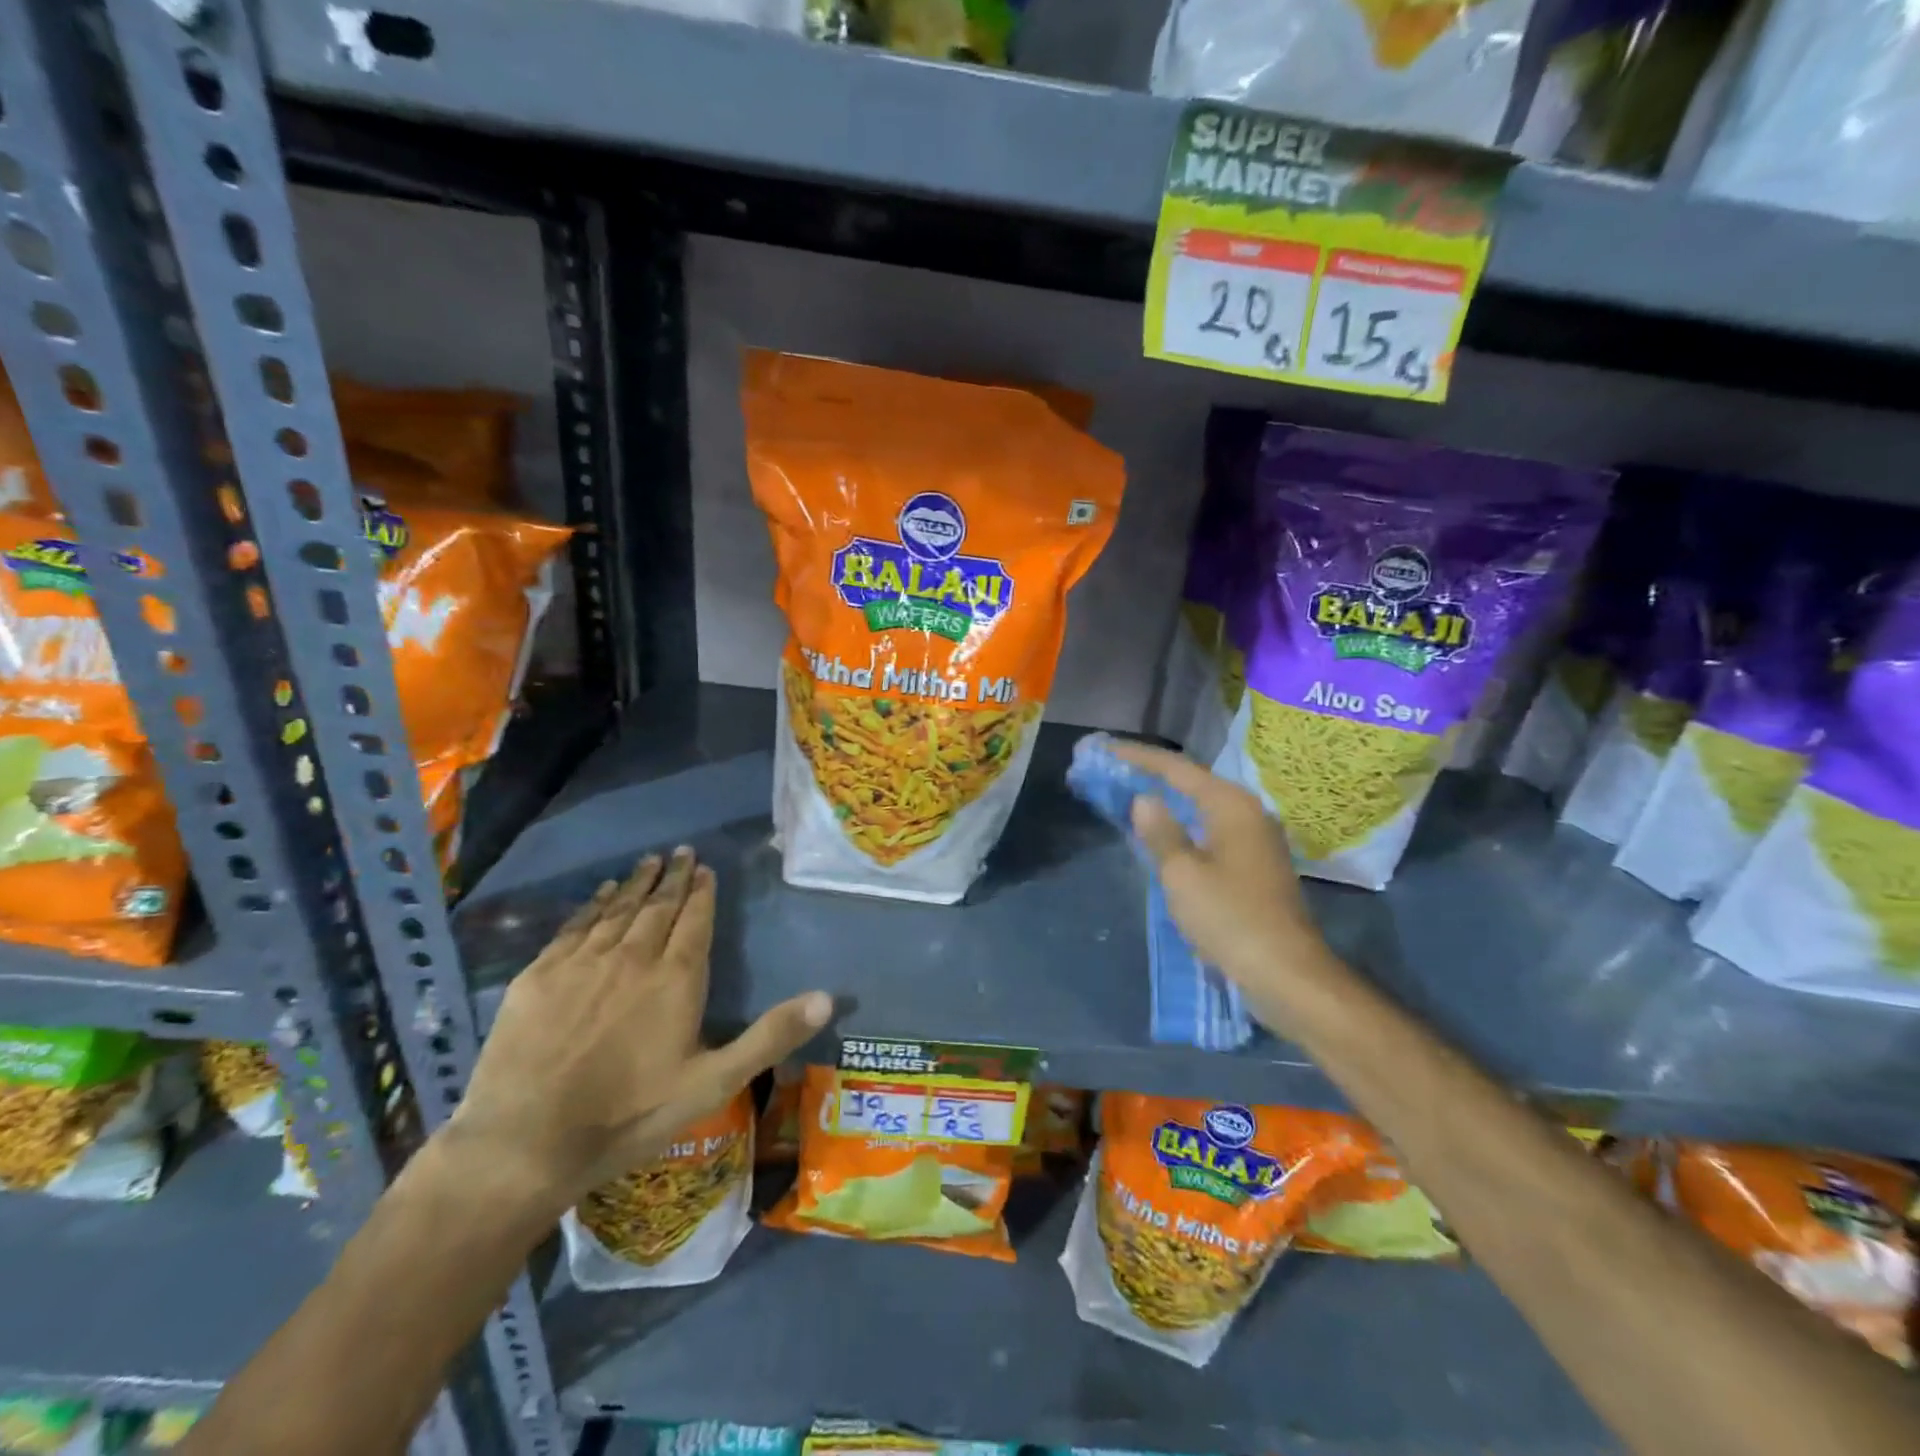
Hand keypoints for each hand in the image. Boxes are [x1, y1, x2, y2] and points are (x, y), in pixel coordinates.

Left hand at [446, 848, 832, 1213]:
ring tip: (649, 861)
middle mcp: (632, 957)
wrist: (525, 1144)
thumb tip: (828, 998)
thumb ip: (770, 1036)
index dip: (702, 891)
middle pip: (658, 907)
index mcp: (675, 978)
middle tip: (681, 852)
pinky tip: (602, 893)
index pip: (695, 920)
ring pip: (617, 910)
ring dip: (636, 884)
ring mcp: (582, 963)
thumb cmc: (630, 1115)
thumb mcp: (713, 1083)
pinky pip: (574, 926)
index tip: (705, 867)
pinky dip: (593, 905)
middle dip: (673, 878)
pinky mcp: (539, 976)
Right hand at [1112, 741, 1328, 992]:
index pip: (1177, 768)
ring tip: (1130, 797)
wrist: (1287, 974)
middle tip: (1113, 771)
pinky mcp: (1256, 866)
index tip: (1105, 749)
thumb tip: (1144, 800)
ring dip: (1168, 803)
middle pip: (1192, 783)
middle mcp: (1248, 813)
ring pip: (1202, 808)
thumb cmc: (1230, 918)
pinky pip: (1211, 831)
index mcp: (1231, 805)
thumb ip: (1161, 832)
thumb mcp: (1183, 874)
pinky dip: (1183, 827)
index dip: (1138, 757)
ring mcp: (1256, 840)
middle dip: (1152, 776)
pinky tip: (1163, 837)